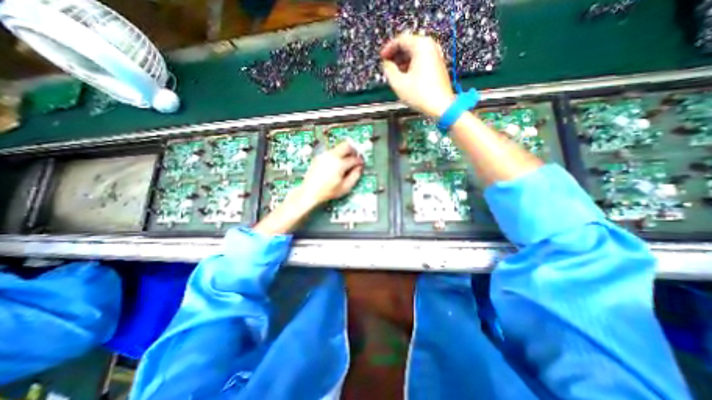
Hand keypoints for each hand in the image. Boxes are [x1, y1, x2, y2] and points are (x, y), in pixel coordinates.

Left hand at [297, 140, 363, 207]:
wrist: (309, 192)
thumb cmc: (327, 192)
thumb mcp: (345, 188)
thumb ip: (355, 176)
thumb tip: (359, 168)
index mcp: (339, 164)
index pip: (354, 159)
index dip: (360, 161)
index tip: (361, 164)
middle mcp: (332, 156)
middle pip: (346, 145)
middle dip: (353, 150)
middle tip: (355, 157)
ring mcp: (324, 155)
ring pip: (338, 147)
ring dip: (344, 152)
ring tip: (346, 162)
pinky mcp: (319, 157)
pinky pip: (331, 152)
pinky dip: (336, 155)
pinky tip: (336, 164)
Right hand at [380, 33, 451, 117]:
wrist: (440, 106)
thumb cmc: (420, 94)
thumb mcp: (398, 83)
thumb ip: (389, 70)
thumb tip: (386, 64)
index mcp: (421, 46)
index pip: (401, 40)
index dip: (388, 48)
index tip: (382, 57)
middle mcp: (430, 46)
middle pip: (409, 45)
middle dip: (396, 56)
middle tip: (387, 66)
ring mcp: (436, 55)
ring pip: (415, 54)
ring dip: (403, 62)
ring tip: (395, 74)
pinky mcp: (438, 65)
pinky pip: (421, 60)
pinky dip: (411, 66)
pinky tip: (406, 77)